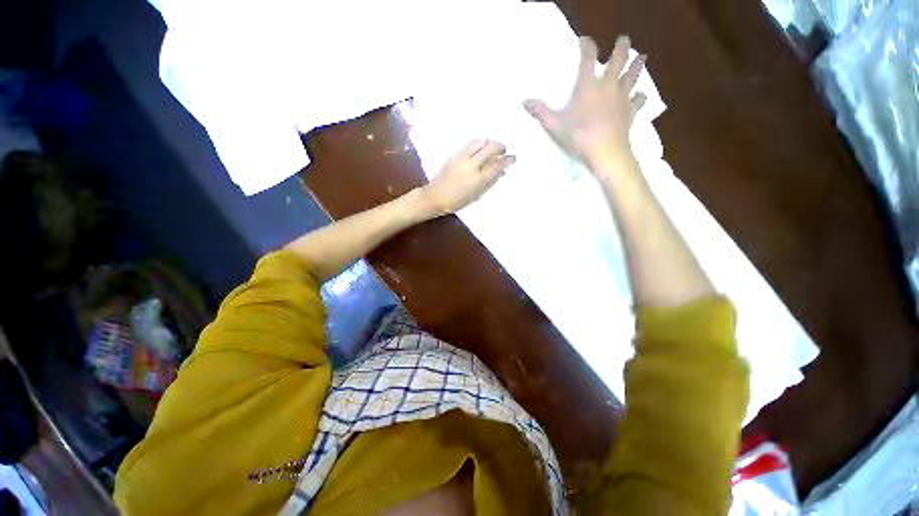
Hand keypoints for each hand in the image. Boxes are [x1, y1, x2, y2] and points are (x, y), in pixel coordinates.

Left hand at [419, 139, 514, 215]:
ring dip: (489, 143)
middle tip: (504, 151)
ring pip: (480, 141)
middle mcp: (471, 165)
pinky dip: (479, 144)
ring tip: (492, 149)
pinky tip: (480, 149)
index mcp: (477, 179)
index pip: (497, 164)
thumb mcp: (477, 195)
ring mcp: (461, 157)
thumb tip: (502, 172)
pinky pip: (470, 144)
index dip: (507, 159)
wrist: (435, 196)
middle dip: (500, 146)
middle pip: (490, 147)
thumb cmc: (457, 201)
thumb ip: (490, 182)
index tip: (513, 158)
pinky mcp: (454, 154)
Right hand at [524, 35, 645, 172]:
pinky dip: (640, 97)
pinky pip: (639, 100)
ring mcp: (622, 98)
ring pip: (633, 75)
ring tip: (641, 57)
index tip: (584, 40)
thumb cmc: (578, 136)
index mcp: (588, 86)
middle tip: (623, 39)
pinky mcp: (630, 112)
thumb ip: (540, 112)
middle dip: (621, 47)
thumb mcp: (554, 125)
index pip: (587, 58)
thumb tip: (524, 101)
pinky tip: (641, 95)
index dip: (586, 46)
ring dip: (637, 65)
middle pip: (618, 59)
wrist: (605, 152)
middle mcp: (608, 86)